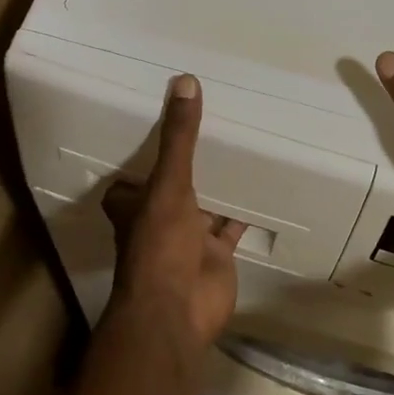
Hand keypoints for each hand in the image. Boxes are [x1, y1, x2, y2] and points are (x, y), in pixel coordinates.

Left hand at [103, 75, 242, 351]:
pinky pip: (232, 226)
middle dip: (186, 165)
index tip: (156, 125)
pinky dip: (244, 211)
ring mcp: (188, 238)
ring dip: (216, 185)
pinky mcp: (217, 254)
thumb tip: (185, 81)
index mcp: (135, 204)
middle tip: (209, 127)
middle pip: (171, 187)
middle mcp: (159, 219)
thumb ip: (179, 138)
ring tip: (239, 147)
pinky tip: (263, 187)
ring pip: (203, 205)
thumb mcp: (169, 184)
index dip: (139, 157)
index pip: (130, 178)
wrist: (178, 312)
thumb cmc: (160, 245)